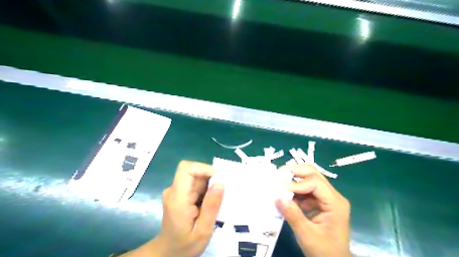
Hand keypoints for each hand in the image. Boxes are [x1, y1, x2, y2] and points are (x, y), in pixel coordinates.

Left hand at [120, 161, 222, 256]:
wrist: (168, 252)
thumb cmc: (185, 245)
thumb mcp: (203, 230)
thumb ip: (211, 207)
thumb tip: (220, 183)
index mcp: (177, 198)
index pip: (186, 169)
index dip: (203, 168)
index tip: (219, 179)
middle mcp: (174, 190)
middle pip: (193, 171)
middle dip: (210, 178)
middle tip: (223, 194)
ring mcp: (176, 191)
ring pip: (196, 177)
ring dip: (209, 184)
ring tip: (218, 201)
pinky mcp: (180, 193)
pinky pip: (195, 184)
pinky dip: (206, 189)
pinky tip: (210, 203)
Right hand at [276, 165, 352, 256]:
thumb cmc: (324, 252)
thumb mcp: (307, 235)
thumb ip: (293, 215)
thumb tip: (277, 196)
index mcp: (335, 202)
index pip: (315, 182)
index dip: (296, 183)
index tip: (280, 189)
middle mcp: (332, 196)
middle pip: (313, 174)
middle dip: (295, 172)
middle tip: (278, 174)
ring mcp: (325, 198)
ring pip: (308, 180)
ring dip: (292, 181)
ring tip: (277, 184)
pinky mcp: (318, 203)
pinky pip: (304, 191)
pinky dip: (293, 191)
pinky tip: (283, 195)